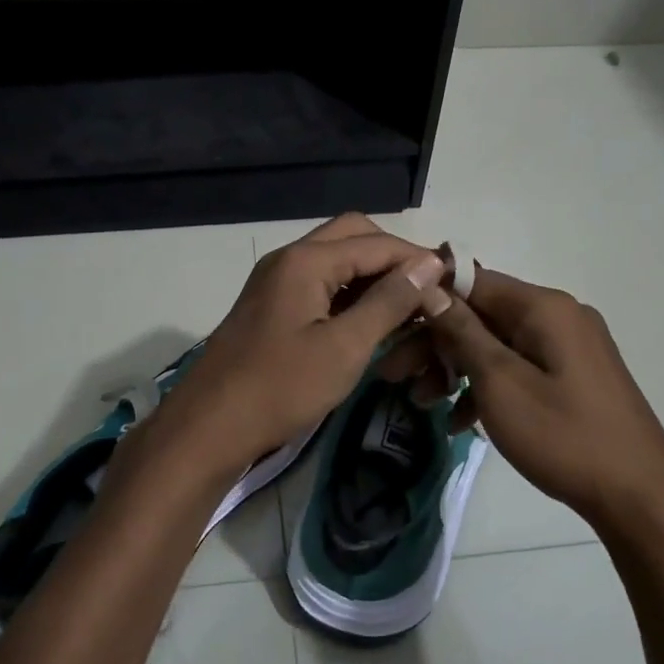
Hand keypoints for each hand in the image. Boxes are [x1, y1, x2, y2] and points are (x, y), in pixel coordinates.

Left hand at [154, 214, 448, 475]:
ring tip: (408, 308)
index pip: (376, 242)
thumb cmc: (280, 388)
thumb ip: (389, 302)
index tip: (453, 282)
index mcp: (306, 261)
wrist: (210, 427)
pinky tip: (372, 322)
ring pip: (336, 261)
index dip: (417, 258)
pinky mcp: (272, 307)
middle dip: (393, 258)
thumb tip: (428, 264)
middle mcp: (289, 259)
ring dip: (372, 276)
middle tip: (426, 291)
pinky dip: (350, 295)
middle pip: (353, 237)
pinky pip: (320, 285)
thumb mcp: (344, 347)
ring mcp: (277, 282)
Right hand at [382, 263, 663, 528]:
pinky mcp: (572, 376)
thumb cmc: (563, 436)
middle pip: (480, 315)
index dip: (428, 298)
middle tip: (392, 374)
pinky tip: (459, 421)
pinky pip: (518, 368)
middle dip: (434, 343)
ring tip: (419, 402)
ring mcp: (568, 347)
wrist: (640, 496)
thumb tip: (430, 288)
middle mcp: (557, 316)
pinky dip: (486, 386)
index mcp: (543, 307)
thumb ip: (463, 332)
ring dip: (455, 368)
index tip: (390, 324)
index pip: (471, 280)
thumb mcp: (501, 383)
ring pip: (495, 344)